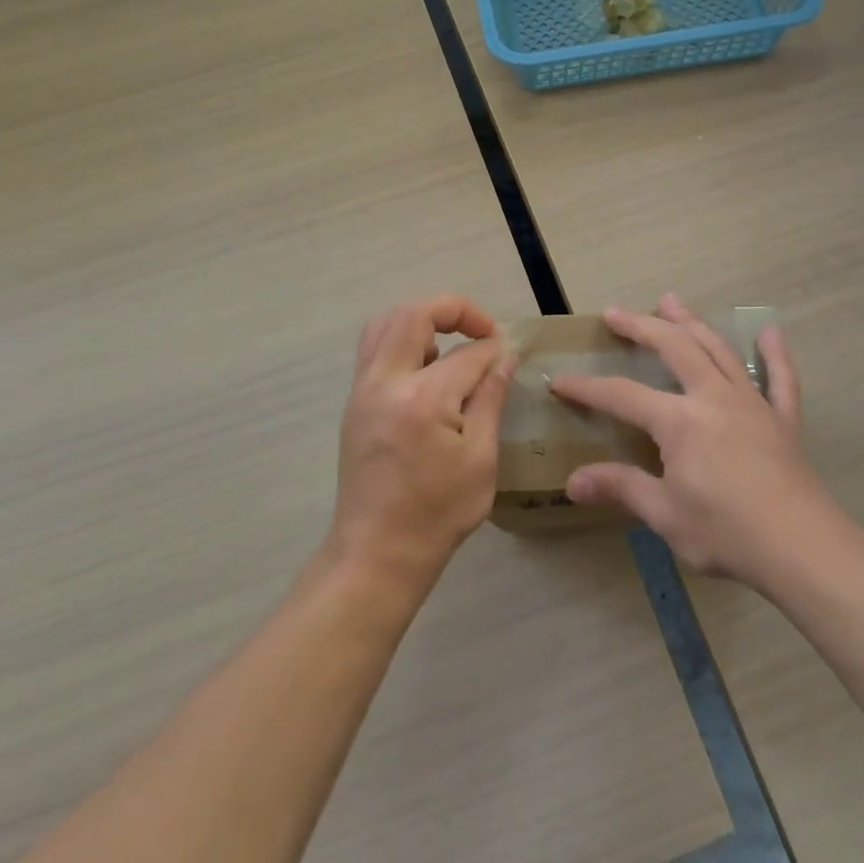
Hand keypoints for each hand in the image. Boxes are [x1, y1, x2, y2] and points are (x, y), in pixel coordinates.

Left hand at [333, 296, 514, 586]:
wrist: (377, 552)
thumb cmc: (438, 512)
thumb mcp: (480, 459)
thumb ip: (490, 399)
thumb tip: (503, 358)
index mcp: (422, 400)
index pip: (466, 354)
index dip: (493, 350)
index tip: (510, 356)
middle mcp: (385, 383)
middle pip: (413, 315)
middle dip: (453, 310)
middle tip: (481, 331)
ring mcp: (362, 390)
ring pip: (385, 324)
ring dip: (421, 322)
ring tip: (449, 348)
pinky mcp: (353, 402)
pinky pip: (374, 349)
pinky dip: (401, 341)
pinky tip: (425, 370)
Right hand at [552, 294, 842, 587]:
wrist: (803, 548)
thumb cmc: (727, 532)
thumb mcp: (665, 514)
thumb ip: (621, 488)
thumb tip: (573, 481)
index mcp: (680, 420)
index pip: (622, 395)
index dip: (586, 388)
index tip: (559, 380)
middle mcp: (713, 397)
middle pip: (673, 347)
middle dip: (640, 326)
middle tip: (614, 313)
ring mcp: (752, 403)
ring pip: (718, 349)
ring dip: (691, 322)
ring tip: (670, 301)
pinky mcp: (783, 419)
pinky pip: (780, 378)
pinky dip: (774, 354)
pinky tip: (769, 332)